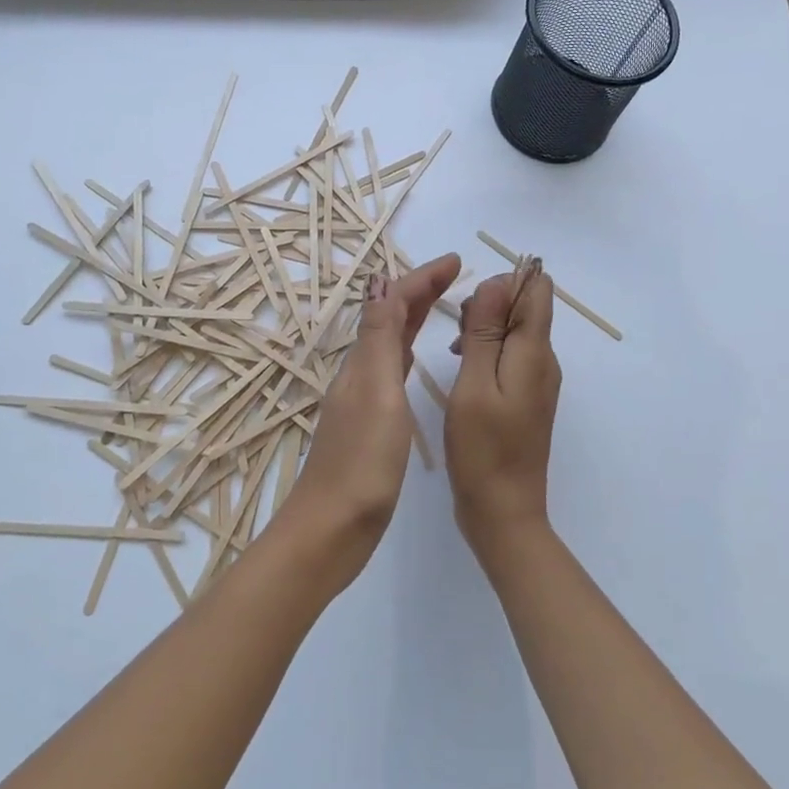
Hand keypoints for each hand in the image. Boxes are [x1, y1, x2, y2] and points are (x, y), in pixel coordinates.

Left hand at [277, 254, 461, 582]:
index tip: (455, 261)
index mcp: (362, 363)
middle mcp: (359, 374)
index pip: (391, 304)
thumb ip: (379, 340)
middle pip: (389, 319)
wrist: (333, 528)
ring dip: (413, 318)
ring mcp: (362, 400)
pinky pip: (390, 371)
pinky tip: (414, 361)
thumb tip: (380, 281)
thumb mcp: (376, 393)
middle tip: (455, 275)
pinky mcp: (370, 424)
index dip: (421, 279)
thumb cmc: (361, 463)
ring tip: (443, 306)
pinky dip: (407, 351)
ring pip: (389, 343)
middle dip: (419, 292)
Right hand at [445, 263, 561, 565]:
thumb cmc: (483, 449)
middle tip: (457, 336)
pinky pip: (511, 356)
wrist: (503, 511)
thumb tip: (499, 281)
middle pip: (525, 307)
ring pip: (515, 331)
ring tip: (454, 353)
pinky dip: (487, 352)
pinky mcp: (526, 397)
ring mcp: (537, 381)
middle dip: (490, 306)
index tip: (471, 308)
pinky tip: (463, 371)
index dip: (504, 283)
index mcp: (535, 352)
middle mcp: (544, 361)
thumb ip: (486, 332)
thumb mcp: (474, 385)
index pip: (537, 289)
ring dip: (485, 330)